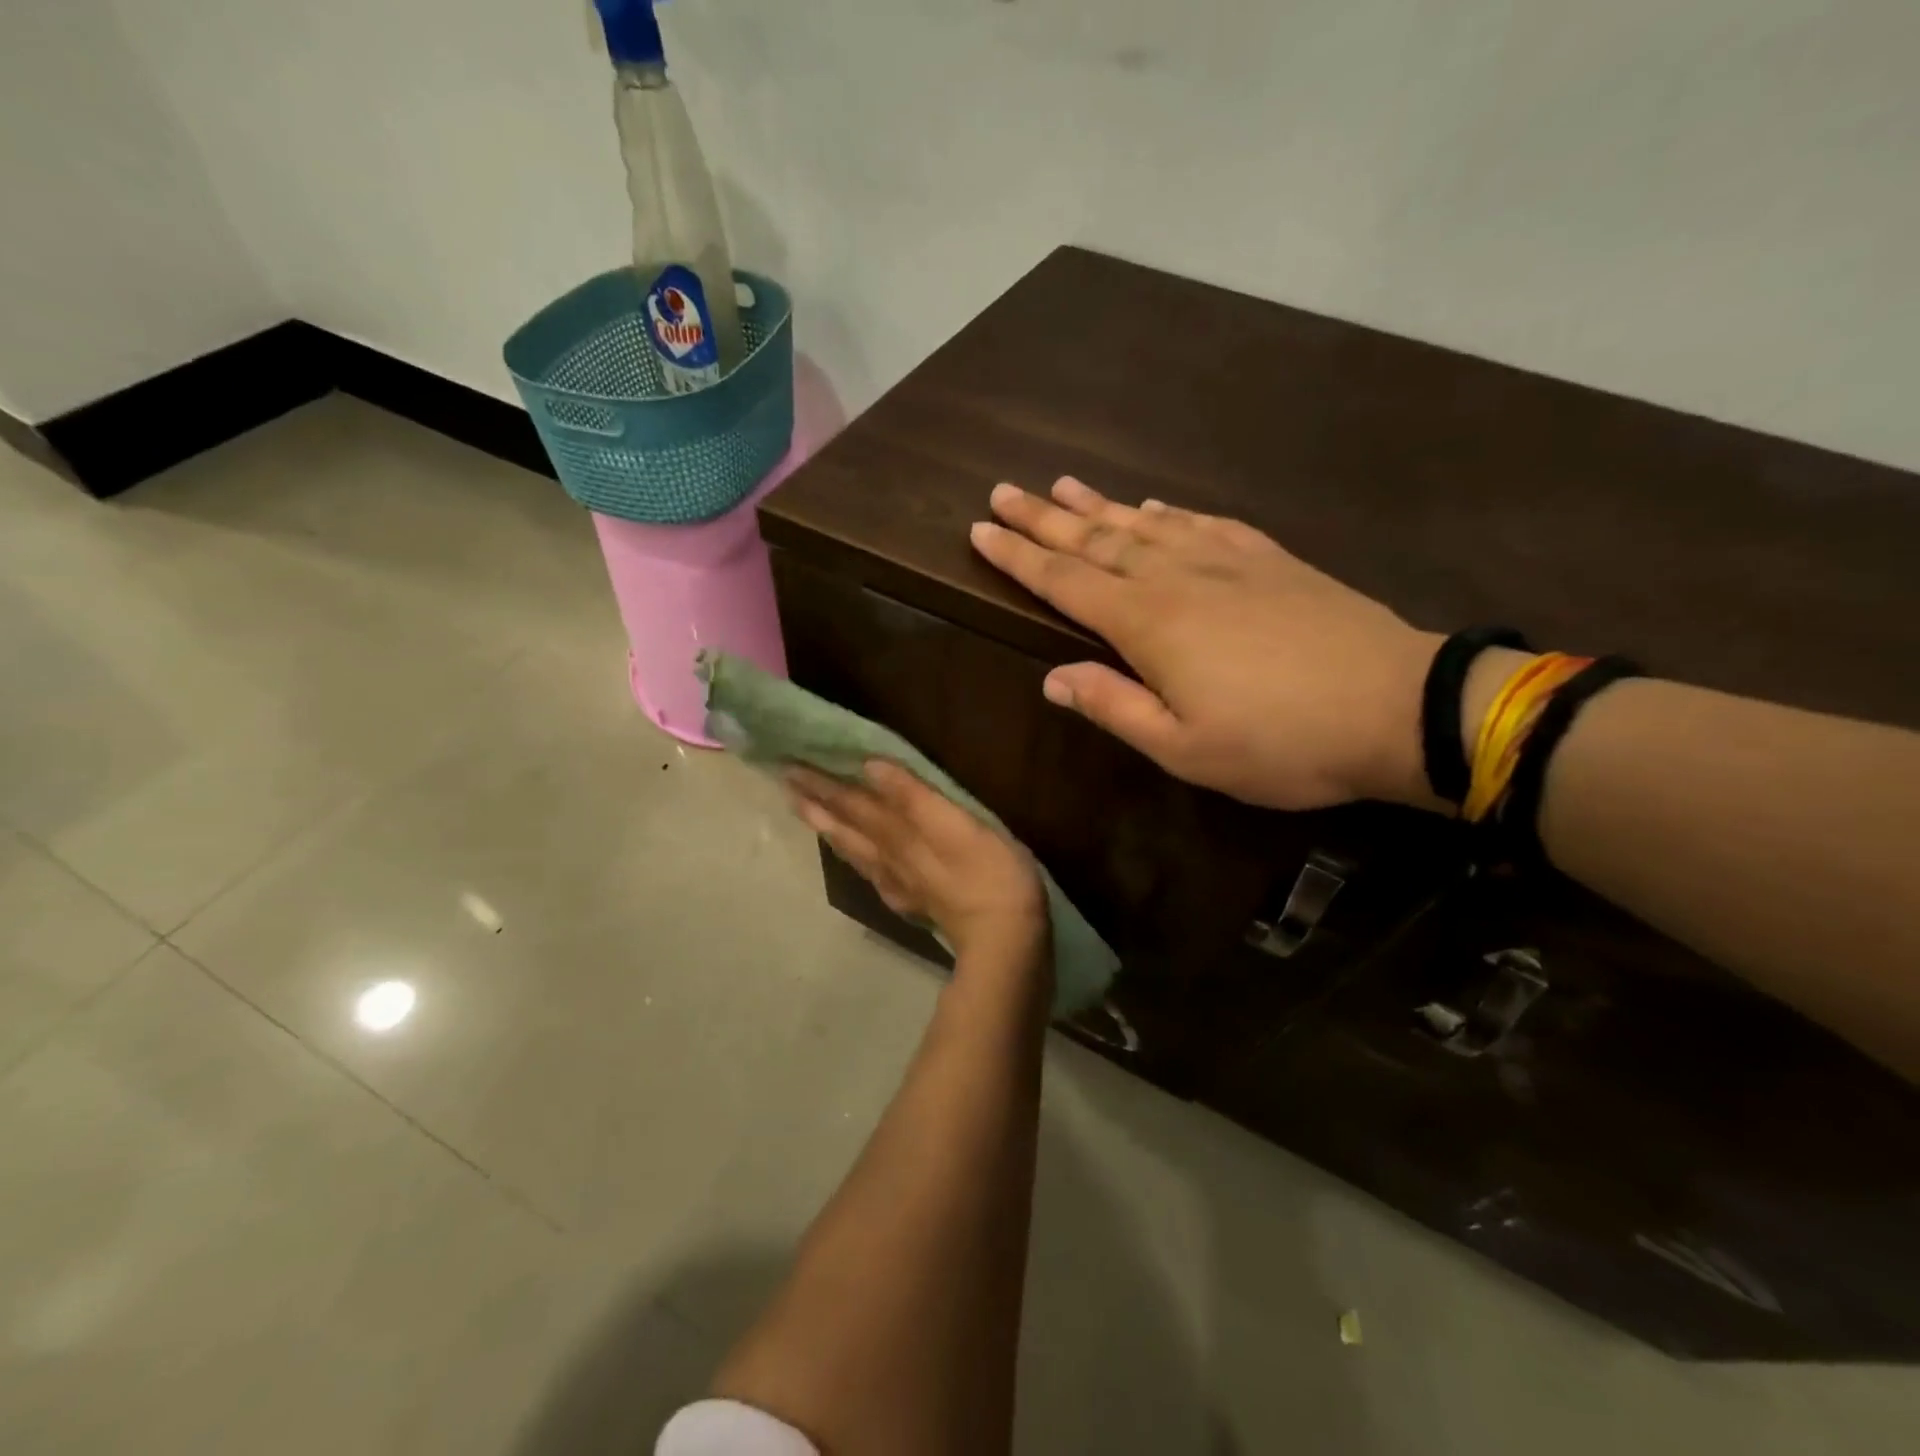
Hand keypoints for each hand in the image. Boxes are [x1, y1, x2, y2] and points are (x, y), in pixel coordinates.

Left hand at [786, 760, 1049, 969]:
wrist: (1004, 938)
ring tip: (810, 816)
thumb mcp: (954, 824)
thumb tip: (870, 766)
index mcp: (898, 833)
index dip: (823, 784)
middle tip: (787, 785)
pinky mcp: (916, 903)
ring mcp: (901, 884)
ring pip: (856, 852)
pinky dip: (861, 865)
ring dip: (830, 830)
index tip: (790, 767)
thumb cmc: (988, 872)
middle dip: (817, 804)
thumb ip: (912, 796)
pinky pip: (876, 877)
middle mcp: (889, 857)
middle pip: (846, 827)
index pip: (851, 803)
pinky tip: (864, 866)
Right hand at [969, 478, 1439, 811]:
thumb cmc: (1280, 741)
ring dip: (1098, 506)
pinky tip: (1153, 506)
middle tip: (1004, 492)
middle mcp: (1176, 578)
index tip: (980, 531)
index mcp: (1147, 624)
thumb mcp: (1184, 749)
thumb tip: (1052, 678)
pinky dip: (1167, 513)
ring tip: (1062, 485)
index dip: (1019, 557)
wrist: (1396, 706)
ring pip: (1143, 524)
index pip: (1064, 582)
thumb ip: (1113, 707)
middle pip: (1095, 540)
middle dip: (1044, 518)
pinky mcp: (1268, 559)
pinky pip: (1201, 524)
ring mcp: (1225, 561)